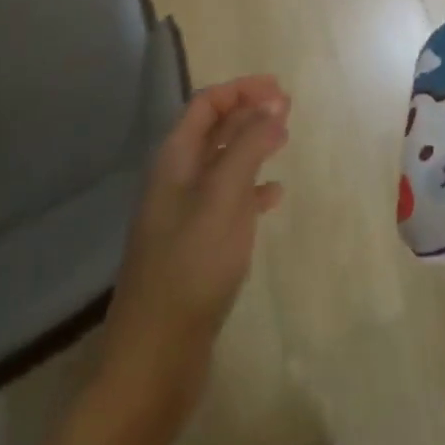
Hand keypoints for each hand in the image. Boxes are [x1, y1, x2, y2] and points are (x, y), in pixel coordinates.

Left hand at [102, 75, 290, 385]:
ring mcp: (185, 216)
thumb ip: (248, 146)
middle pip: (213, 130)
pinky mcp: (197, 248)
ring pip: (222, 164)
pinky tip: (274, 195)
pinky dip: (252, 189)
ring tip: (285, 139)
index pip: (205, 105)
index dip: (240, 90)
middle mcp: (175, 182)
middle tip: (288, 107)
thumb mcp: (224, 197)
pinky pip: (228, 202)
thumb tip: (272, 104)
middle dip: (248, 112)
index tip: (279, 88)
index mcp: (174, 162)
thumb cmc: (191, 266)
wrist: (156, 356)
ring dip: (252, 146)